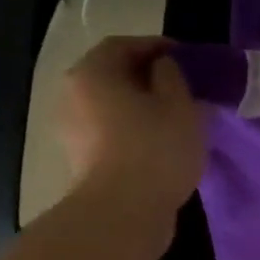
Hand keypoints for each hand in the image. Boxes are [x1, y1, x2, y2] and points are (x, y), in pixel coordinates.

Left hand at [56, 36, 207, 212]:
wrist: (124, 213)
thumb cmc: (155, 149)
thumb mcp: (181, 105)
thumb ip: (173, 77)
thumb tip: (163, 70)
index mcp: (92, 72)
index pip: (125, 45)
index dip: (158, 47)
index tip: (187, 59)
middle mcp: (73, 95)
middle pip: (114, 77)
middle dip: (149, 80)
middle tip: (182, 91)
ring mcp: (73, 132)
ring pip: (113, 110)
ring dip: (142, 111)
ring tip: (175, 123)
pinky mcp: (82, 164)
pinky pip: (112, 138)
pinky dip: (134, 136)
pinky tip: (160, 149)